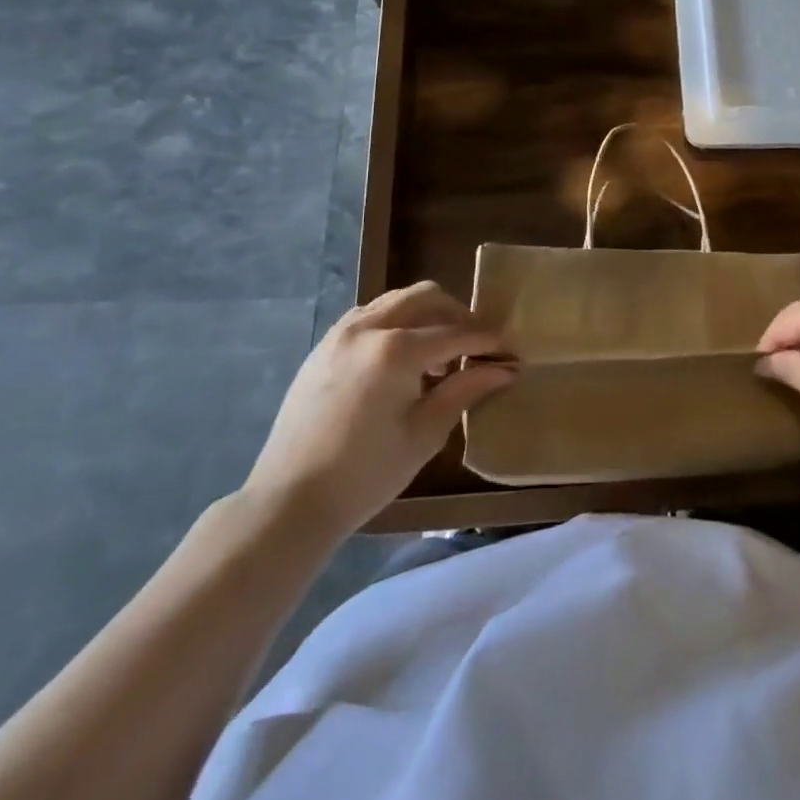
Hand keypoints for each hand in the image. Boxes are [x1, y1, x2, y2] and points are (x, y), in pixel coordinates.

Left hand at [242, 282, 516, 541]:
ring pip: (396, 300)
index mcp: (395, 350)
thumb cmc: (365, 474)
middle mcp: (367, 328)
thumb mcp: (425, 433)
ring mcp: (340, 333)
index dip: (488, 340)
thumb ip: (466, 390)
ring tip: (439, 355)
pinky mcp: (324, 347)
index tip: (511, 352)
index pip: (456, 333)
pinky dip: (396, 323)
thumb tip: (504, 369)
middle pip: (426, 297)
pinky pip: (369, 316)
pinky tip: (403, 360)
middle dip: (457, 315)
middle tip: (476, 345)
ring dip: (425, 316)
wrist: (288, 502)